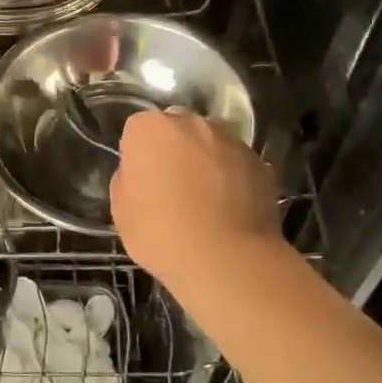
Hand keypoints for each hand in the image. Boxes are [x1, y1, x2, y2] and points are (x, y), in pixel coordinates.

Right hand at [110, 109, 285, 290]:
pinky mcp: (260, 162)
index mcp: (150, 129)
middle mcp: (192, 123)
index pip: (138, 129)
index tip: (141, 181)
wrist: (225, 259)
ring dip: (204, 160)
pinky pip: (236, 164)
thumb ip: (128, 178)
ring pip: (210, 143)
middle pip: (177, 129)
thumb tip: (144, 173)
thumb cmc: (161, 233)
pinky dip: (232, 177)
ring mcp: (230, 140)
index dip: (138, 155)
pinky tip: (229, 209)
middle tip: (171, 187)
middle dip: (173, 149)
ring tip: (205, 200)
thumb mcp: (121, 210)